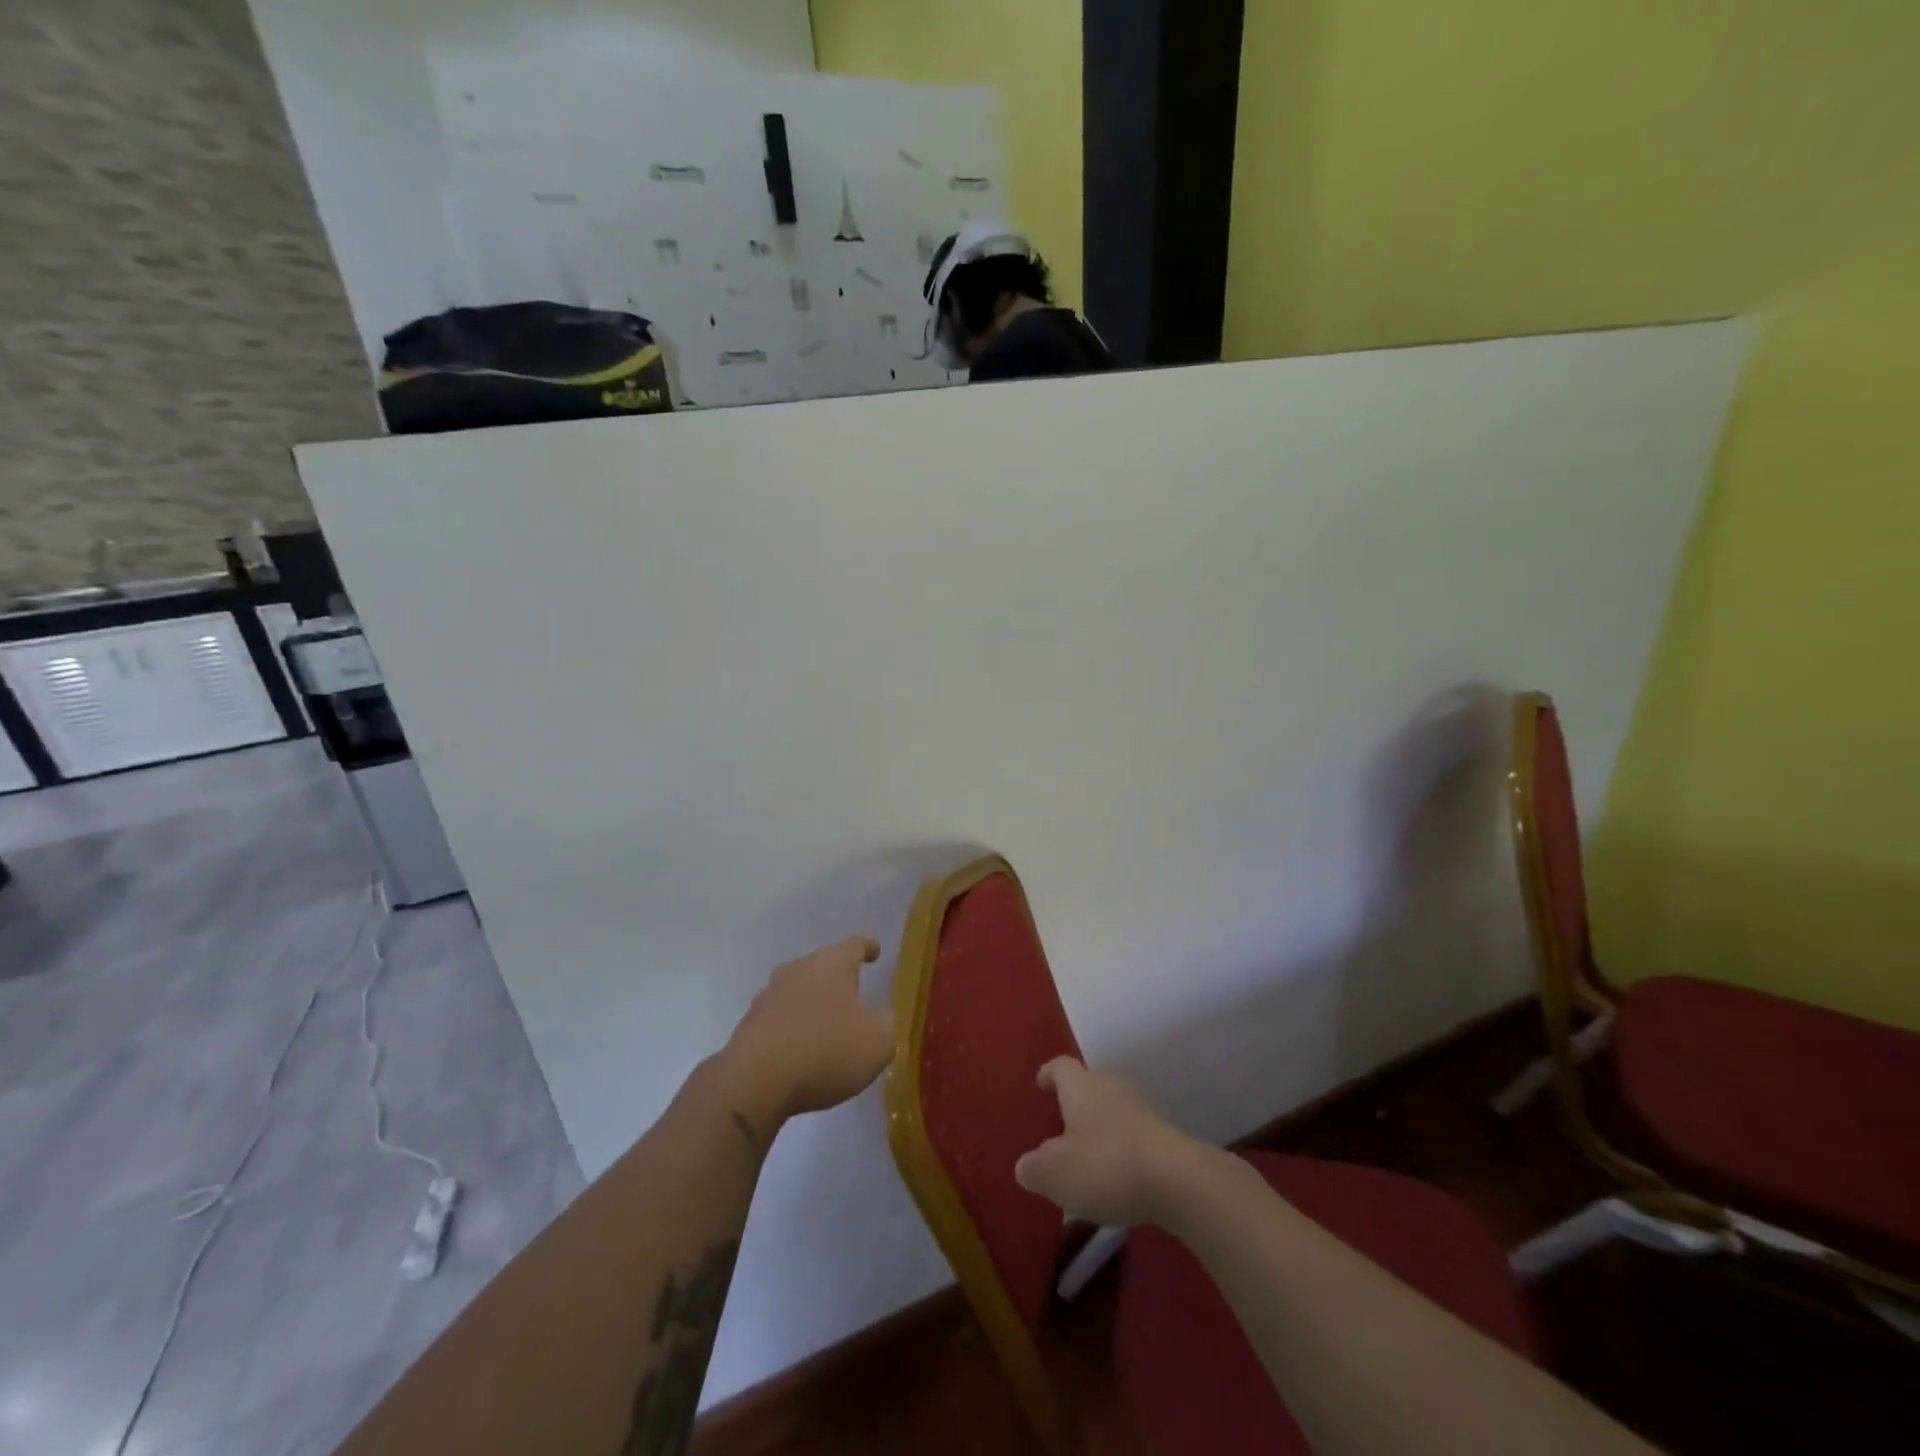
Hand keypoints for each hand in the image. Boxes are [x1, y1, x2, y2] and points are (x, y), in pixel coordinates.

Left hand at [722, 937, 894, 1124]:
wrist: (754, 1082)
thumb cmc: (826, 1052)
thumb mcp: (877, 1043)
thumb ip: (886, 1025)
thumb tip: (880, 1018)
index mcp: (832, 965)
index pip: (854, 946)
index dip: (868, 948)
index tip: (875, 951)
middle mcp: (798, 970)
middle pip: (823, 966)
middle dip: (839, 979)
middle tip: (854, 995)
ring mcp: (769, 995)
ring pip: (799, 991)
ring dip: (813, 1004)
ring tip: (826, 1026)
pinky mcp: (750, 1023)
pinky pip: (780, 1018)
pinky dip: (793, 1027)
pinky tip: (800, 1049)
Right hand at [1015, 1058, 1197, 1226]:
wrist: (1178, 1181)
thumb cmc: (1106, 1166)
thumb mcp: (1055, 1174)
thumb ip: (1034, 1168)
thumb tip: (1025, 1165)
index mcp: (1080, 1086)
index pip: (1060, 1066)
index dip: (1049, 1073)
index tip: (1041, 1082)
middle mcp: (1110, 1086)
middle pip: (1088, 1083)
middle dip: (1075, 1101)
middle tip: (1061, 1124)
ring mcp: (1140, 1108)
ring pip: (1112, 1108)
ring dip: (1099, 1125)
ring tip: (1087, 1154)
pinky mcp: (1163, 1133)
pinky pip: (1132, 1132)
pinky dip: (1120, 1146)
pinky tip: (1116, 1174)